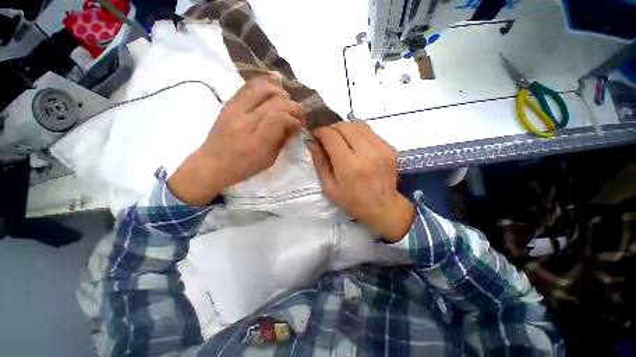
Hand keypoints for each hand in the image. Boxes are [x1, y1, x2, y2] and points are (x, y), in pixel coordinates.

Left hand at [168, 78, 302, 204]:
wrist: (211, 164)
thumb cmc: (243, 167)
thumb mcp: (269, 160)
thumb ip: (282, 140)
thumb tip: (292, 125)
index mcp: (256, 141)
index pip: (281, 118)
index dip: (294, 119)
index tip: (298, 126)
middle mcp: (245, 121)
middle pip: (275, 101)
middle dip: (293, 105)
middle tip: (297, 115)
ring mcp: (234, 109)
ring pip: (262, 87)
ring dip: (279, 92)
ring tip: (285, 101)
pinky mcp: (228, 103)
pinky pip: (248, 85)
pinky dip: (264, 85)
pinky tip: (272, 91)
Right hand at [307, 122, 414, 241]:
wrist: (383, 207)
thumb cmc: (352, 201)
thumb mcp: (329, 187)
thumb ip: (319, 163)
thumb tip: (311, 142)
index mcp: (349, 165)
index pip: (331, 135)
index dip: (320, 131)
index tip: (315, 135)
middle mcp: (366, 152)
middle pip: (344, 126)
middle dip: (331, 128)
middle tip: (327, 138)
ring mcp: (381, 148)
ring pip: (358, 124)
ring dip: (345, 129)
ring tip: (341, 139)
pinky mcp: (390, 147)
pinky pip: (370, 131)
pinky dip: (358, 134)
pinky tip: (356, 145)